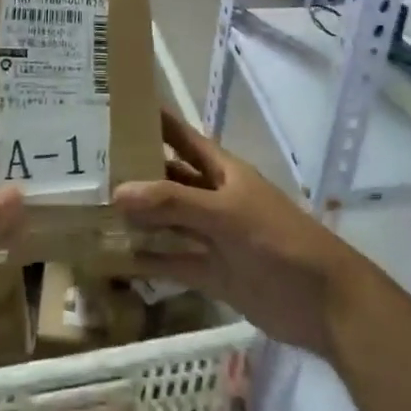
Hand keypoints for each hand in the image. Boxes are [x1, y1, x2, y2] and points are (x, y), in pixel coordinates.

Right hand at [114, 109, 367, 356]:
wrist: (323, 302)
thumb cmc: (278, 240)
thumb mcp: (226, 214)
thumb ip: (174, 202)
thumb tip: (118, 191)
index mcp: (222, 171)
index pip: (182, 137)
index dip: (155, 121)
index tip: (116, 108)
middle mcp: (213, 198)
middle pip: (169, 179)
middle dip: (135, 173)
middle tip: (87, 168)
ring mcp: (212, 237)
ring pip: (167, 222)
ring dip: (137, 219)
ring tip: (90, 212)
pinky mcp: (211, 273)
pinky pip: (172, 262)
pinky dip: (147, 261)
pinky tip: (114, 259)